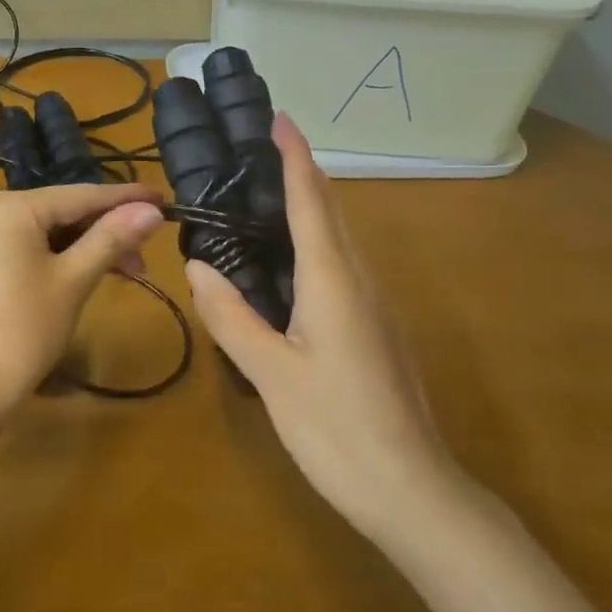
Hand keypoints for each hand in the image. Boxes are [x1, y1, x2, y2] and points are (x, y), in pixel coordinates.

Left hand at [0, 184, 164, 418]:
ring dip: (92, 246)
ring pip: (53, 230)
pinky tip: (95, 270)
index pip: (81, 195)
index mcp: (12, 206)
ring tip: (131, 270)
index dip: (126, 198)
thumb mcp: (75, 279)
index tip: (164, 199)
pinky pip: (36, 245)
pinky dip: (67, 256)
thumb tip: (152, 211)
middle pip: (66, 210)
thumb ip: (113, 238)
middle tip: (149, 251)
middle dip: (110, 230)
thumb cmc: (26, 328)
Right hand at [186, 114, 464, 548]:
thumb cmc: (338, 430)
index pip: (311, 201)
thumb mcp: (272, 374)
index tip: (279, 118)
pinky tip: (290, 260)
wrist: (414, 493)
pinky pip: (342, 265)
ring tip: (267, 192)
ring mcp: (374, 305)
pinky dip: (316, 241)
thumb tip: (197, 265)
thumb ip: (232, 317)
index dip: (295, 157)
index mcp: (333, 280)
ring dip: (310, 205)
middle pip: (330, 211)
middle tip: (260, 148)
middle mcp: (359, 280)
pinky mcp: (375, 328)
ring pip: (340, 239)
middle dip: (300, 172)